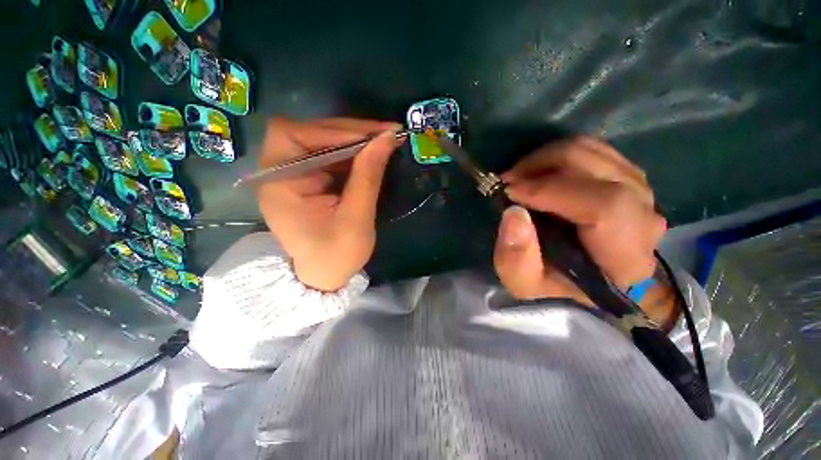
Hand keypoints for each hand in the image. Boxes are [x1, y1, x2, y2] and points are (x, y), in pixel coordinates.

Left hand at [257, 118, 402, 291]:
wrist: (326, 276)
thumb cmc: (337, 255)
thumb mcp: (356, 218)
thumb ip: (368, 177)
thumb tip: (386, 138)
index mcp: (279, 184)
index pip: (294, 136)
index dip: (333, 130)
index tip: (373, 135)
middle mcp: (279, 173)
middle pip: (308, 133)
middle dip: (349, 132)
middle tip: (385, 133)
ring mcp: (295, 175)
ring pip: (322, 142)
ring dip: (354, 140)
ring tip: (384, 141)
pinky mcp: (310, 180)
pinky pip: (330, 156)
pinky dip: (353, 153)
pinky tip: (372, 154)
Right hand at [493, 137, 666, 303]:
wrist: (586, 275)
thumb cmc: (557, 283)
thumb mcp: (524, 283)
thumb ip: (515, 258)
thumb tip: (513, 213)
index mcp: (624, 257)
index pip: (604, 206)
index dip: (552, 191)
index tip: (510, 191)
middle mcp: (644, 218)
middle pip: (598, 170)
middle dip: (543, 166)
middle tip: (509, 180)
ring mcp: (641, 192)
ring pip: (595, 153)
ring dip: (548, 158)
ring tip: (520, 176)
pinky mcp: (628, 177)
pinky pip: (595, 150)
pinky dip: (560, 155)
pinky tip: (539, 172)